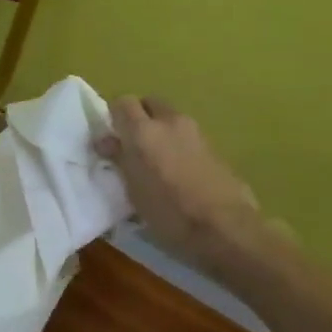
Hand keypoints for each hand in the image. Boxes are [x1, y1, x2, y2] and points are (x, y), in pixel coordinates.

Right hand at [95, 96, 266, 264]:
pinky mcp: (214, 146)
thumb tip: (106, 141)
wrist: (226, 229)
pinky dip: (177, 143)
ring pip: (170, 118)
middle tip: (131, 143)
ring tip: (154, 160)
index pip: (122, 102)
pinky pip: (187, 135)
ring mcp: (196, 132)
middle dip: (138, 116)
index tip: (110, 137)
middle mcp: (170, 122)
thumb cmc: (169, 213)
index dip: (113, 116)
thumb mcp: (133, 191)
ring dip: (160, 130)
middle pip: (149, 103)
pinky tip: (177, 170)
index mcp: (143, 131)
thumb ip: (119, 160)